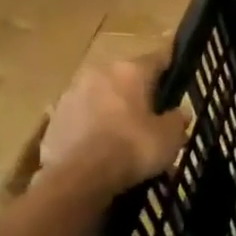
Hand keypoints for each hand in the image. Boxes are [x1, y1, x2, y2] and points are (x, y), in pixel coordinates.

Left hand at [38, 39, 189, 190]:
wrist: (78, 177)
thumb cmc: (132, 148)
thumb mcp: (170, 138)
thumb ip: (178, 120)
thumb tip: (180, 113)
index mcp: (130, 71)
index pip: (159, 58)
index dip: (172, 68)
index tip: (180, 77)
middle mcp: (99, 73)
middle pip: (127, 78)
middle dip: (141, 94)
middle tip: (155, 116)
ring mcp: (71, 94)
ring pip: (103, 97)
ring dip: (115, 111)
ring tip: (128, 138)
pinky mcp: (54, 118)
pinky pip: (84, 119)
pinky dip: (95, 129)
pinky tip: (105, 151)